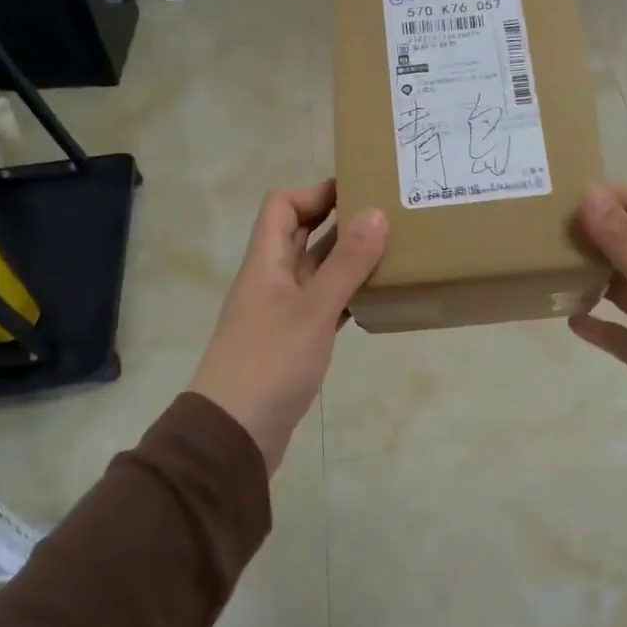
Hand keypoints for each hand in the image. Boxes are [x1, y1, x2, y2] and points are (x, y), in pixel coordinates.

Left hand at [189, 180, 387, 473]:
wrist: (234, 435)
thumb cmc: (269, 363)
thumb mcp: (313, 310)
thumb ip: (346, 263)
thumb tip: (376, 213)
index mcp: (266, 263)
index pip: (282, 206)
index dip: (315, 192)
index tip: (358, 190)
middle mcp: (272, 280)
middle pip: (301, 235)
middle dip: (339, 220)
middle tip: (386, 215)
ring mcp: (283, 313)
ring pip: (317, 271)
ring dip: (348, 258)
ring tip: (392, 251)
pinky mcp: (295, 342)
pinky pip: (325, 304)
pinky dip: (348, 295)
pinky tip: (378, 298)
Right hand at [569, 185, 626, 480]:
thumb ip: (624, 242)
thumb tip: (590, 192)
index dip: (613, 196)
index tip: (570, 198)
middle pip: (624, 242)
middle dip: (591, 231)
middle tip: (546, 231)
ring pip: (614, 285)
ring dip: (586, 274)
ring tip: (548, 269)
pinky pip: (612, 332)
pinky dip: (592, 323)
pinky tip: (566, 320)